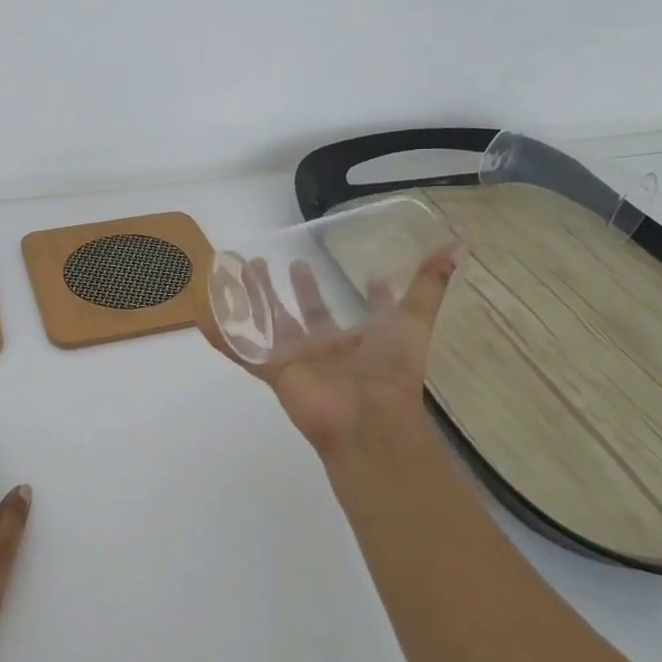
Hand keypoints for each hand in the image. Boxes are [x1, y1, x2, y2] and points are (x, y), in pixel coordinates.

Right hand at [203, 243, 462, 457]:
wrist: (365, 417)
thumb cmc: (390, 370)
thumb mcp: (415, 321)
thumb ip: (431, 285)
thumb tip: (459, 245)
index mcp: (361, 340)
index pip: (365, 313)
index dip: (370, 295)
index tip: (371, 274)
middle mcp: (328, 348)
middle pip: (306, 313)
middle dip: (295, 287)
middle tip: (282, 261)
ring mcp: (297, 359)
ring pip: (270, 322)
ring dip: (256, 297)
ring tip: (243, 268)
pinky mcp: (273, 369)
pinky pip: (241, 349)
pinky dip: (221, 335)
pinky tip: (201, 317)